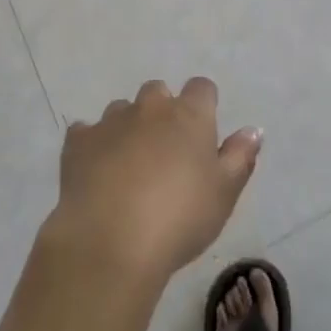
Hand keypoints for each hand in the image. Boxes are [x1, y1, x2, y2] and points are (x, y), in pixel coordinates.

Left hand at [47, 77, 261, 282]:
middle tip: (166, 151)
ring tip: (129, 165)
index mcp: (189, 116)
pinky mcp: (78, 141)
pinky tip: (96, 172)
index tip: (204, 130)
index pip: (202, 88)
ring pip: (122, 110)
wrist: (111, 241)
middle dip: (163, 111)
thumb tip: (253, 130)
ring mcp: (110, 121)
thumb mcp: (224, 194)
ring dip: (128, 127)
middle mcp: (149, 108)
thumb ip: (240, 157)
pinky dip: (93, 145)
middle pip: (158, 92)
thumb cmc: (179, 218)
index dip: (204, 104)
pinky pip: (87, 132)